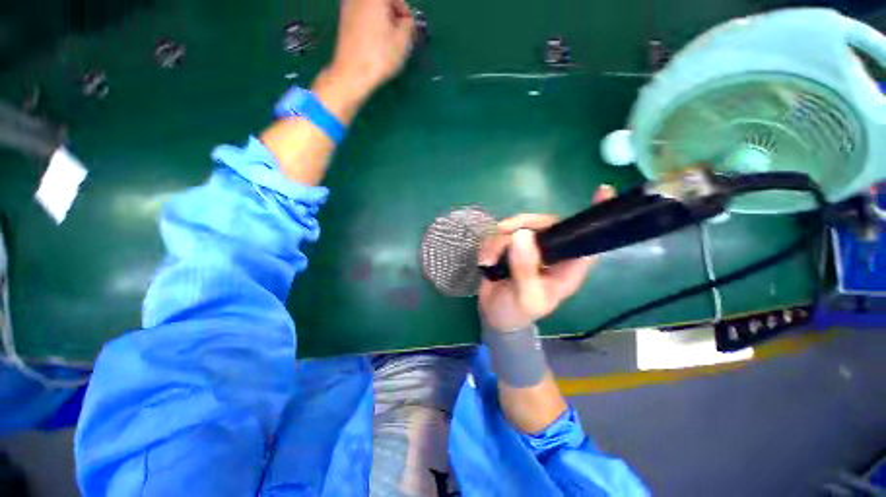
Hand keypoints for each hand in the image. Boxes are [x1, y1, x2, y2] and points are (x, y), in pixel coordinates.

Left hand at [325, 0, 414, 102]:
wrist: (352, 74)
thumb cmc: (380, 56)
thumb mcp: (403, 41)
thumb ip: (409, 25)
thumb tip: (407, 22)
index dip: (405, 11)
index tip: (409, 29)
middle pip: (382, 3)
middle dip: (394, 15)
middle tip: (400, 36)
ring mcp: (348, 8)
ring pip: (372, 10)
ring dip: (383, 22)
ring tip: (389, 43)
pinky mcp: (343, 22)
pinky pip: (363, 18)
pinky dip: (372, 26)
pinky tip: (376, 44)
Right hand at [478, 186, 615, 331]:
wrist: (494, 314)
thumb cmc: (517, 311)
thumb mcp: (525, 297)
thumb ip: (525, 270)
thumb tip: (522, 234)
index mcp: (566, 268)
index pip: (586, 241)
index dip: (595, 219)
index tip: (602, 191)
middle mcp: (551, 253)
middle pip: (545, 224)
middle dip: (522, 224)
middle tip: (503, 232)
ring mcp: (529, 248)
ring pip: (518, 226)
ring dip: (498, 241)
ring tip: (488, 261)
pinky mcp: (510, 247)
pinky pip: (500, 234)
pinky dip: (490, 245)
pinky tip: (485, 261)